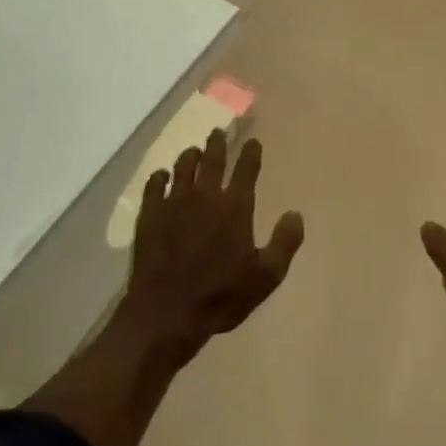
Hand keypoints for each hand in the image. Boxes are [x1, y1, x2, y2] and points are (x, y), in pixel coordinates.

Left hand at [123, 129, 302, 358]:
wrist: (166, 313)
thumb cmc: (220, 296)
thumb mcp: (266, 276)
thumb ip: (284, 243)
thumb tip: (295, 214)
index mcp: (235, 206)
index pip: (246, 168)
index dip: (251, 152)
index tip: (253, 142)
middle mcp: (205, 195)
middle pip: (213, 159)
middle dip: (218, 143)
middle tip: (218, 132)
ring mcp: (174, 202)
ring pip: (183, 167)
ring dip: (191, 156)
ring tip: (193, 151)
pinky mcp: (150, 215)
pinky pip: (154, 185)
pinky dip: (159, 177)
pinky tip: (161, 176)